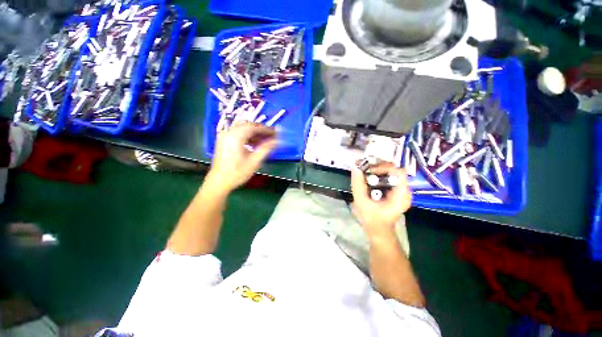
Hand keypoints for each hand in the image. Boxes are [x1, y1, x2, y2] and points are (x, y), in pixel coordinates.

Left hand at [206, 123, 276, 192]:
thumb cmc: (237, 173)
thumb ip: (266, 149)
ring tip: (265, 141)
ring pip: (243, 128)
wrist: (219, 182)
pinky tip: (255, 144)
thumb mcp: (254, 161)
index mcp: (235, 136)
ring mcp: (225, 136)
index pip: (254, 127)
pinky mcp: (224, 140)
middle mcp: (229, 132)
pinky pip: (238, 133)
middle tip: (271, 136)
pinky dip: (247, 136)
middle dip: (260, 130)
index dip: (266, 129)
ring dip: (254, 133)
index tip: (276, 132)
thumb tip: (277, 141)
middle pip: (248, 125)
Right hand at [351, 164, 411, 239]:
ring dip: (376, 169)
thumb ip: (358, 185)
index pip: (398, 172)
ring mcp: (400, 190)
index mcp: (401, 195)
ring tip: (363, 170)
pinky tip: (366, 176)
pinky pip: (387, 177)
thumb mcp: (362, 202)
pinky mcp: (394, 190)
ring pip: (390, 172)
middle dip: (377, 166)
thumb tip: (355, 168)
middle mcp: (404, 190)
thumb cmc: (372, 220)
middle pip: (394, 169)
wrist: (378, 231)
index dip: (383, 167)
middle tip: (363, 167)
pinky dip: (376, 174)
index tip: (369, 171)